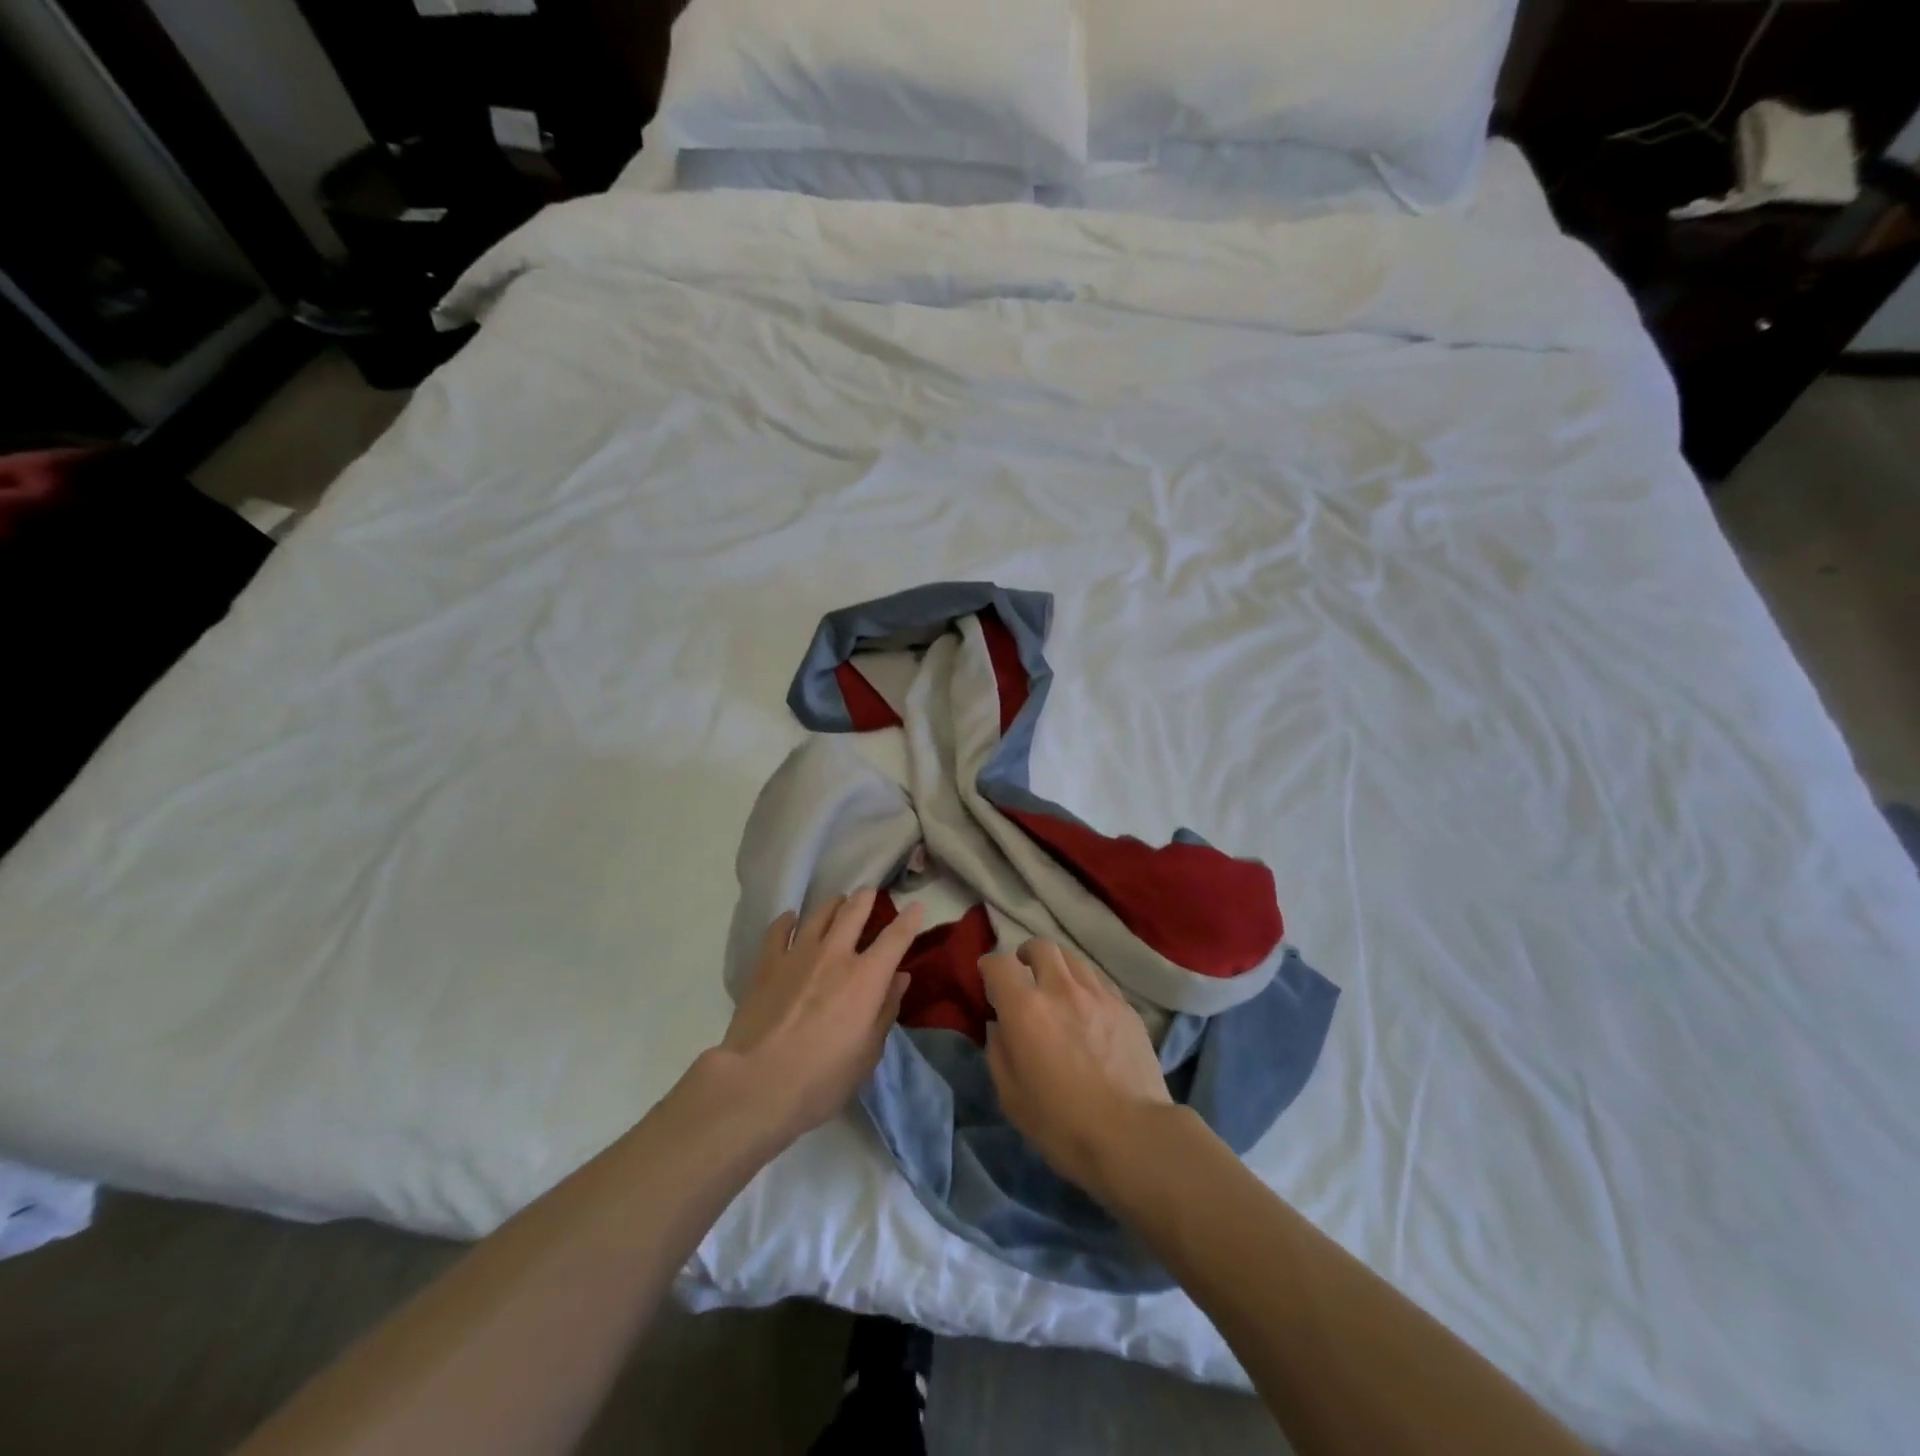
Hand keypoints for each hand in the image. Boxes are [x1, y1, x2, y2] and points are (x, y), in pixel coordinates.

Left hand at [708, 888, 922, 1148]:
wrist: (756, 1084)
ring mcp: (798, 955)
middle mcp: (835, 955)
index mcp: (866, 978)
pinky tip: (790, 918)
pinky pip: (779, 930)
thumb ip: (885, 1010)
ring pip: (819, 914)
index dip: (909, 919)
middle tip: (869, 893)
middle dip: (866, 898)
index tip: (917, 907)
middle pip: (854, 912)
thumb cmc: (822, 1079)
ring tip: (837, 902)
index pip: (896, 938)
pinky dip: (788, 920)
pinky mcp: (766, 964)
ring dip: (833, 905)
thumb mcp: (867, 1054)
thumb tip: (899, 978)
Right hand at [981, 939, 1173, 1202]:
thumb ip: (998, 1052)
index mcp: (1025, 1009)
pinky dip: (1085, 985)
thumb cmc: (1062, 1124)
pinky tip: (1087, 1009)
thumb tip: (999, 1026)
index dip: (989, 967)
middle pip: (1040, 947)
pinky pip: (1099, 980)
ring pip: (1073, 959)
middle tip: (1025, 976)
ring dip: (1057, 967)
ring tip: (1057, 989)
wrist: (1133, 1136)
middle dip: (1026, 956)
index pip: (999, 963)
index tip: (988, 980)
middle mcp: (1060, 989)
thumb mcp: (1011, 1097)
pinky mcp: (1125, 1006)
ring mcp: (1098, 994)